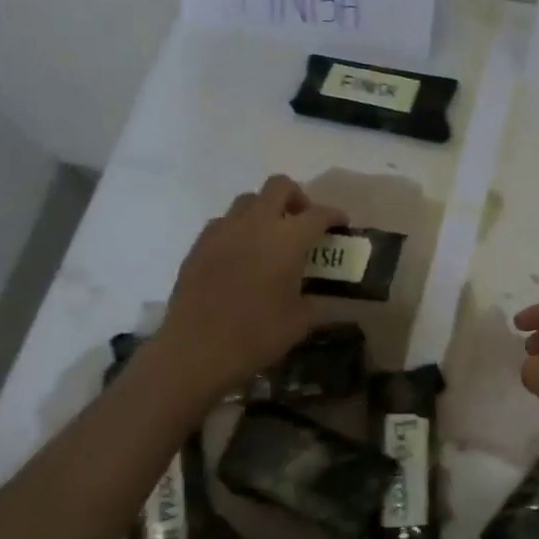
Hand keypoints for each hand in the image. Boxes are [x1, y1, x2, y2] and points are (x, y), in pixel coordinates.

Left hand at [151, 175, 345, 399]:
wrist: (196, 351)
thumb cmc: (257, 335)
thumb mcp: (300, 321)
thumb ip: (310, 299)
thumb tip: (310, 296)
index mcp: (287, 239)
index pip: (318, 214)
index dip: (334, 216)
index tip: (341, 224)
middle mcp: (255, 224)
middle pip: (279, 187)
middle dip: (297, 198)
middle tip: (303, 222)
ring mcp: (222, 232)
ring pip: (248, 201)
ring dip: (265, 211)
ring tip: (270, 238)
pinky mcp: (198, 246)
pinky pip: (223, 223)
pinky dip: (238, 230)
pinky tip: (241, 256)